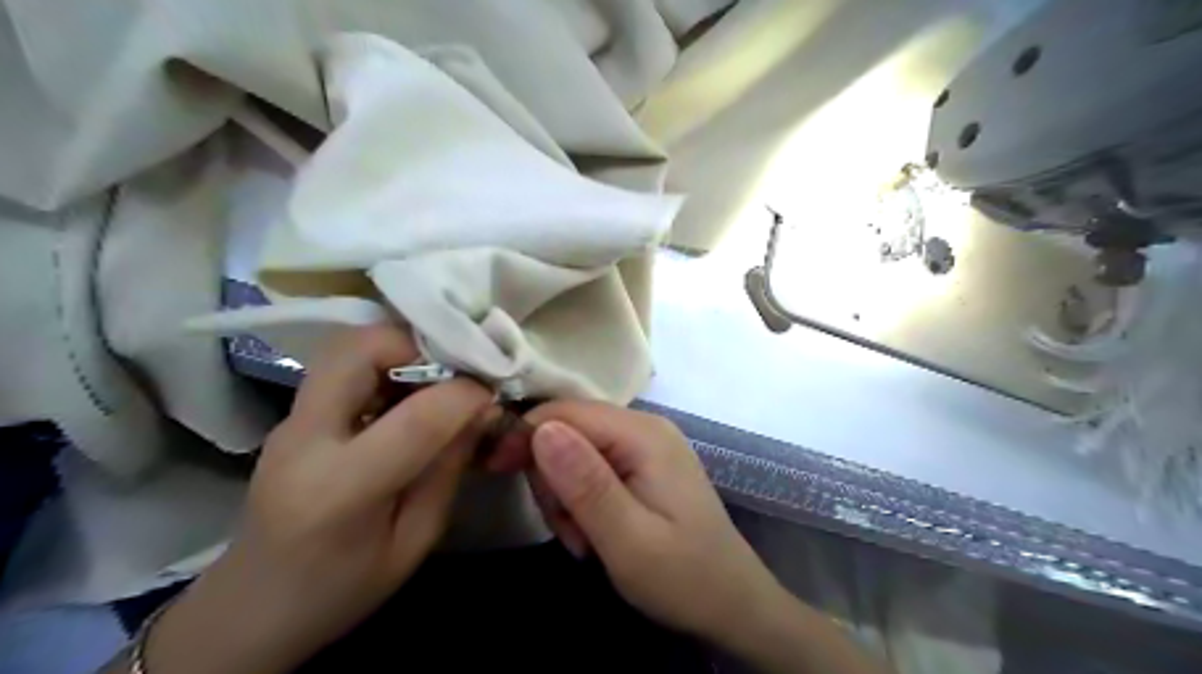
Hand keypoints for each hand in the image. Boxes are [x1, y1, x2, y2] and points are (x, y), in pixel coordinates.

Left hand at [142, 325, 491, 673]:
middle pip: (357, 350)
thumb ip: (448, 469)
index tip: (492, 393)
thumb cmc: (341, 588)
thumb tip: (482, 410)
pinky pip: (341, 367)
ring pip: (345, 347)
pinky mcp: (292, 416)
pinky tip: (407, 392)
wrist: (251, 607)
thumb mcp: (415, 540)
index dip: (465, 395)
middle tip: (456, 366)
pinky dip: (384, 363)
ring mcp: (290, 422)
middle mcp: (305, 441)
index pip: (415, 418)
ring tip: (436, 376)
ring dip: (399, 347)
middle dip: (417, 343)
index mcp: (340, 490)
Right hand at [487, 402, 791, 644]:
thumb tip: (542, 428)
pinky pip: (593, 466)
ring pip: (575, 449)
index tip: (496, 471)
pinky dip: (581, 498)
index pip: (565, 411)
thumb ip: (585, 483)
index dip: (526, 435)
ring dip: (564, 494)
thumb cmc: (683, 577)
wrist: (732, 603)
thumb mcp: (628, 540)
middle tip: (565, 527)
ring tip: (583, 538)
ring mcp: (645, 445)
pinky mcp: (642, 465)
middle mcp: (644, 427)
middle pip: (569, 428)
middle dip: (550, 476)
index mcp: (643, 434)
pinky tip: (593, 532)